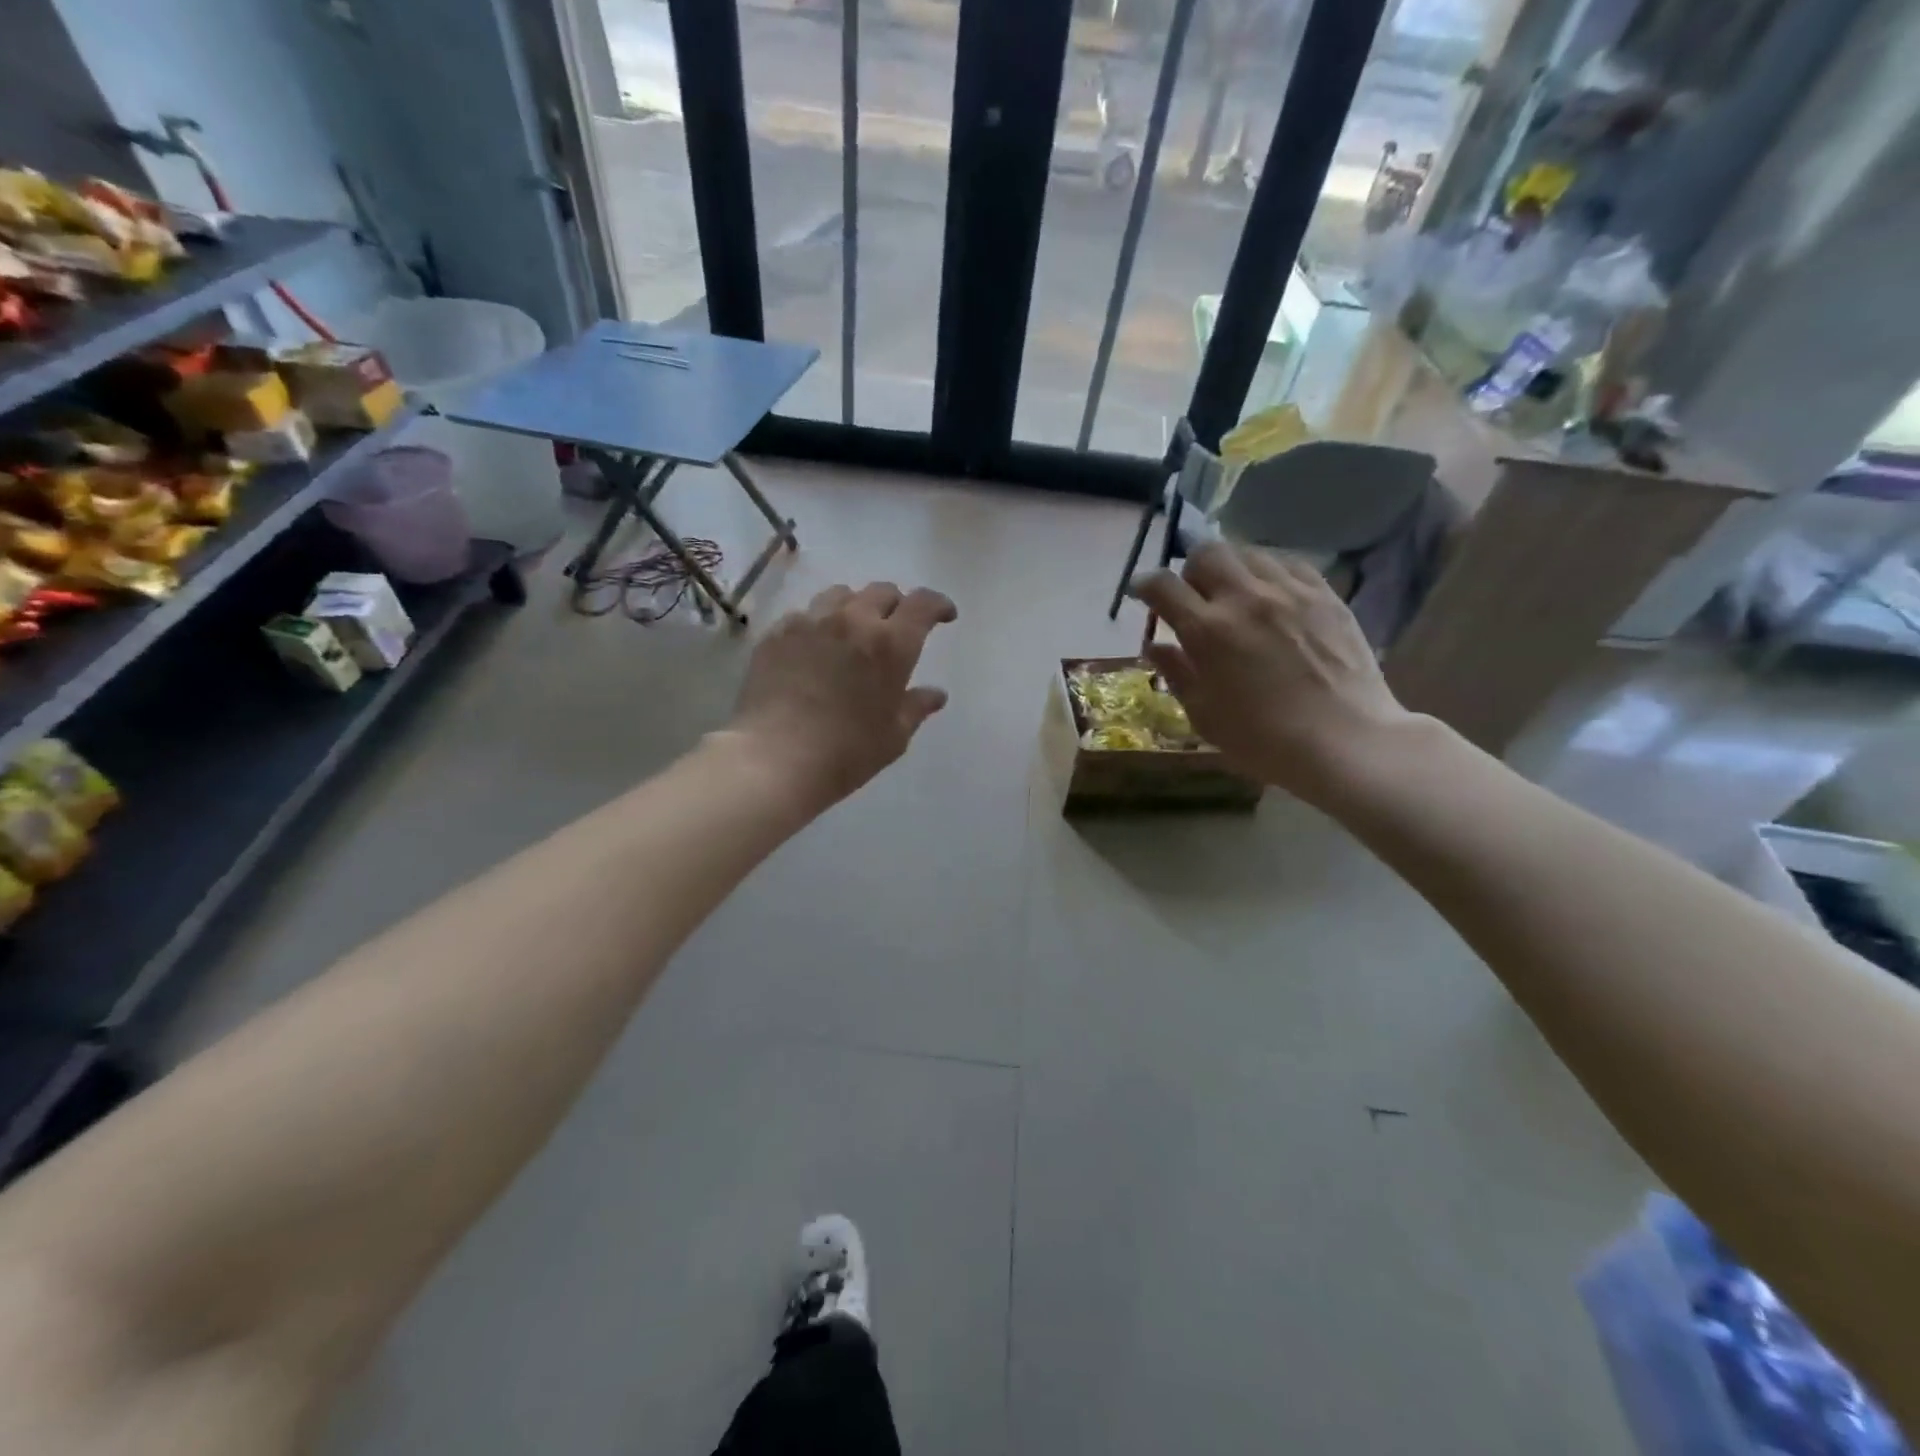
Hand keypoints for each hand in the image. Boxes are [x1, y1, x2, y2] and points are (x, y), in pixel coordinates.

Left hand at [726, 581, 957, 805]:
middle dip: (897, 605)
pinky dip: (818, 624)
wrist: (775, 759)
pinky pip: (805, 614)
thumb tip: (936, 694)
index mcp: (891, 644)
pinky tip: (815, 648)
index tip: (944, 616)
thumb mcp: (893, 737)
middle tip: (897, 628)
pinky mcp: (777, 633)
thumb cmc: (846, 752)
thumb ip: (916, 708)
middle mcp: (853, 621)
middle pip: (882, 591)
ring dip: (856, 607)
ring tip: (854, 630)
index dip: (938, 605)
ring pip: (840, 595)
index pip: (922, 604)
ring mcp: (810, 622)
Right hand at [1132, 542, 1411, 798]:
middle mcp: (1244, 598)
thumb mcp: (1205, 715)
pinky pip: (1288, 562)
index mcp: (1207, 631)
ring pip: (1247, 552)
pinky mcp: (1325, 593)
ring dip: (1231, 568)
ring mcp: (1289, 591)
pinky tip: (1270, 594)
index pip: (1163, 586)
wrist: (1346, 742)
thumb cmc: (1264, 740)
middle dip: (1190, 569)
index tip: (1142, 593)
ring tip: (1234, 594)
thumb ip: (1177, 673)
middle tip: (1194, 596)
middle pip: (1206, 552)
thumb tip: (1154, 646)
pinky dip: (1268, 571)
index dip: (1145, 585)